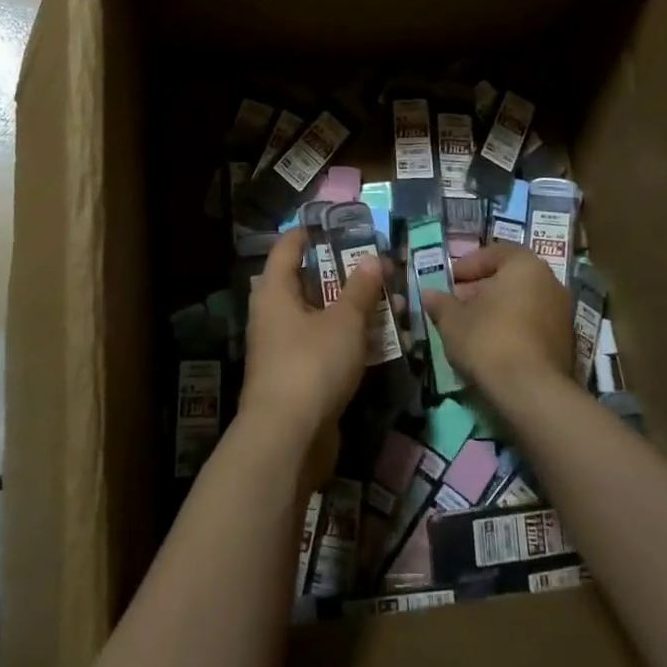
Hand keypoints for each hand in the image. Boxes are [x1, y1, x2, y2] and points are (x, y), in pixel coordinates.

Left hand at [241, 228, 384, 459]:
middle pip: (308, 283)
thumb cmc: (312, 365)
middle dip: (345, 276)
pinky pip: (326, 346)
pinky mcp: (298, 377)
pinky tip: (383, 342)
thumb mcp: (344, 322)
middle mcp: (274, 315)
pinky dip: (350, 340)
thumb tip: (372, 259)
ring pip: (322, 317)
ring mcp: (285, 348)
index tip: (337, 226)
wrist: (288, 439)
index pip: (287, 248)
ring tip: (392, 304)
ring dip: (354, 310)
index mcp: (275, 292)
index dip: (309, 234)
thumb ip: (360, 289)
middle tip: (378, 268)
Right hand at [422, 242, 570, 411]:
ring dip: (496, 311)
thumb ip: (441, 303)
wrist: (531, 392)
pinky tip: (491, 347)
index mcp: (525, 265)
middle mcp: (550, 282)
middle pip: (509, 278)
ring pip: (522, 303)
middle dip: (480, 289)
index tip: (448, 282)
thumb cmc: (488, 340)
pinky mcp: (566, 343)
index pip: (494, 253)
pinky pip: (533, 325)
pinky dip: (512, 329)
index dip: (467, 266)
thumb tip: (428, 294)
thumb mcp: (453, 320)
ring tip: (469, 328)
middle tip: (455, 305)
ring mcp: (563, 314)